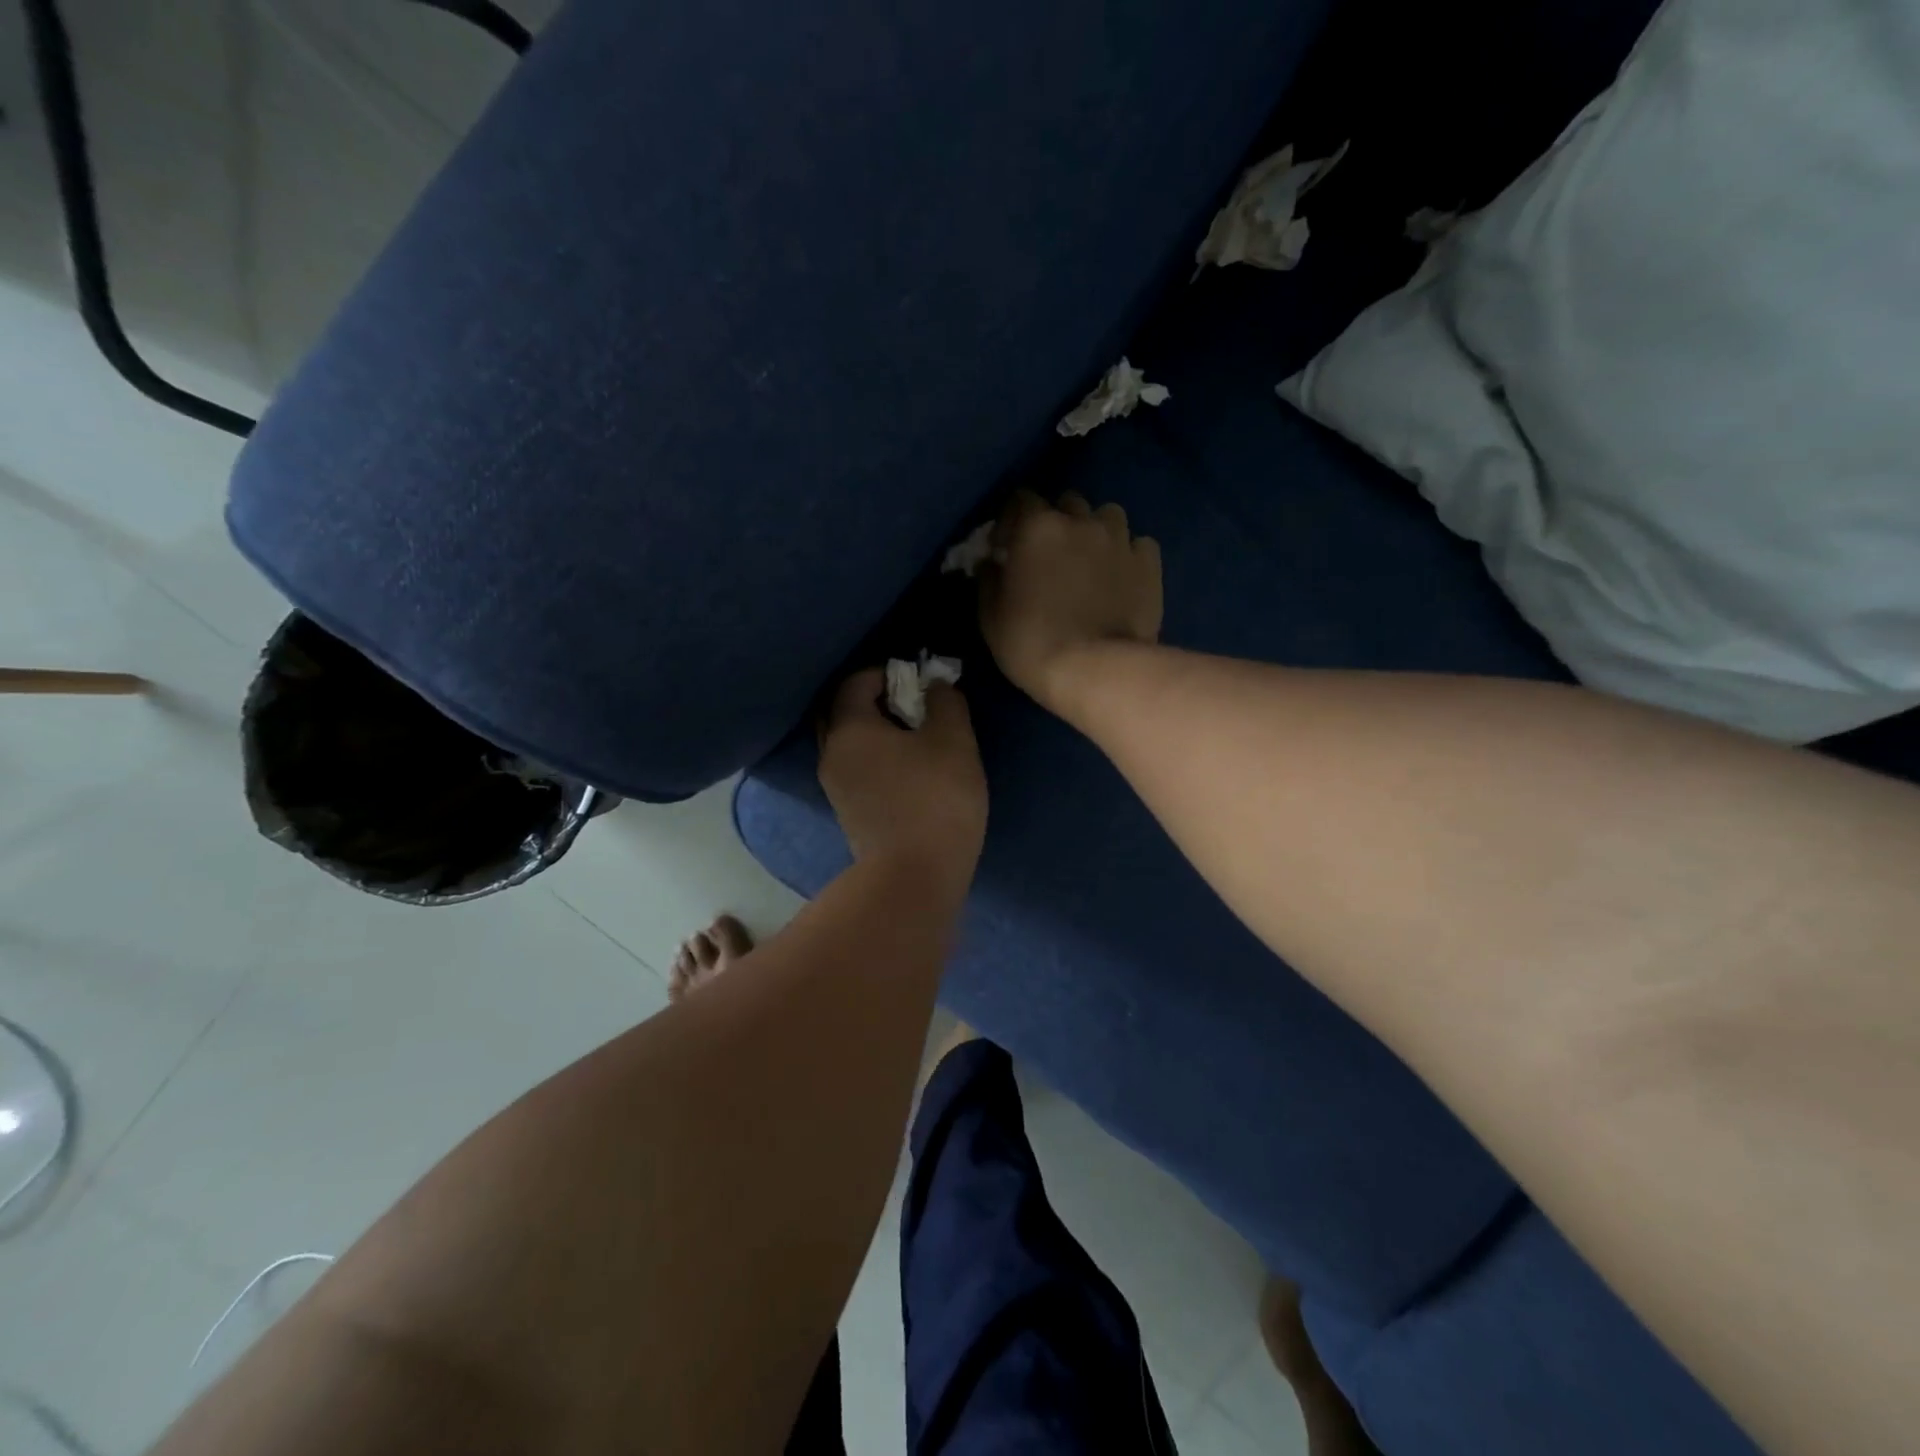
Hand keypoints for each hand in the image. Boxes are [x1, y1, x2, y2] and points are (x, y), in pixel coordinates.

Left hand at [817, 669, 987, 886]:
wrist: (914, 877)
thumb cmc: (935, 798)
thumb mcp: (954, 740)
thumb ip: (946, 702)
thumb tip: (936, 687)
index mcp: (849, 729)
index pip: (854, 683)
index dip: (885, 673)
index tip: (918, 680)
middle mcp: (831, 754)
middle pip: (842, 712)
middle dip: (873, 700)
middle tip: (911, 705)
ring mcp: (835, 788)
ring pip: (848, 744)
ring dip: (874, 731)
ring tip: (914, 737)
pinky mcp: (848, 814)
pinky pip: (856, 769)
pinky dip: (875, 758)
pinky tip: (906, 769)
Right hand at [980, 491, 1162, 713]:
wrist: (1094, 670)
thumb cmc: (1031, 644)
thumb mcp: (990, 617)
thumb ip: (989, 579)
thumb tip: (992, 562)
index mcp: (1037, 527)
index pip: (1021, 499)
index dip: (1012, 520)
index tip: (1007, 546)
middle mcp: (1081, 522)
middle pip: (1068, 503)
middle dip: (1058, 521)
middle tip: (1052, 554)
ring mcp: (1120, 540)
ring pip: (1108, 516)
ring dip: (1096, 531)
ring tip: (1092, 560)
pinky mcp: (1149, 564)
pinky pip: (1138, 544)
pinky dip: (1128, 554)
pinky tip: (1122, 576)